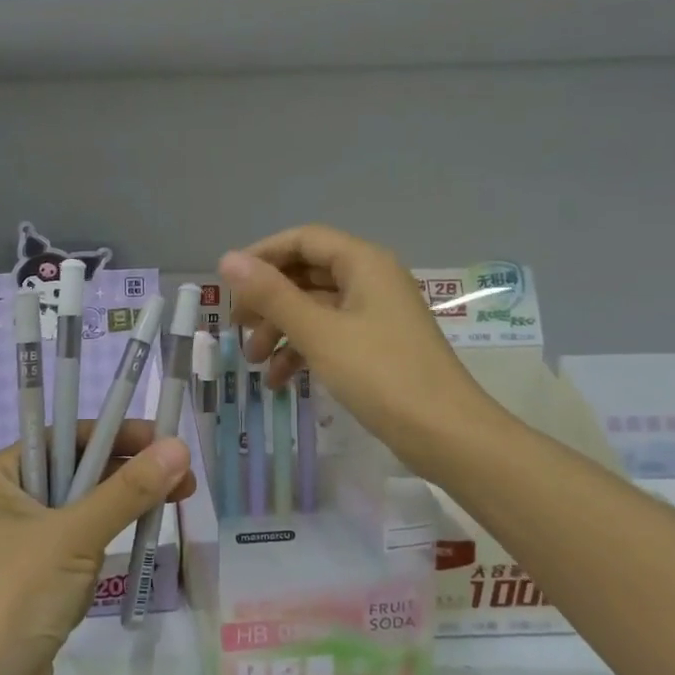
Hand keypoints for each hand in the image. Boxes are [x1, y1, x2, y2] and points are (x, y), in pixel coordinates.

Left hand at [0, 423, 193, 674]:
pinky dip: (99, 552)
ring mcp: (13, 551)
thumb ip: (128, 490)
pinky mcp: (28, 589)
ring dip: (115, 515)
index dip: (113, 434)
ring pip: (77, 516)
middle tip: (182, 480)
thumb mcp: (75, 535)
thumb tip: (178, 447)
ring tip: (165, 513)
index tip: (163, 440)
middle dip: (125, 477)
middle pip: (73, 475)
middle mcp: (0, 508)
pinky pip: (73, 553)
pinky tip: (122, 558)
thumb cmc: (14, 599)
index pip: (61, 438)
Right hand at [221, 225, 496, 480]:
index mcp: (363, 263)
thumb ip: (271, 295)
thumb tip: (227, 259)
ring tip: (253, 361)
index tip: (228, 284)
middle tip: (237, 327)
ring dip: (281, 330)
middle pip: (307, 274)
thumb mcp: (319, 333)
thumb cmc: (381, 375)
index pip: (303, 240)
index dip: (262, 256)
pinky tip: (279, 381)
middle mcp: (371, 279)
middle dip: (268, 300)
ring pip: (315, 308)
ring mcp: (376, 314)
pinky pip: (330, 335)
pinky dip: (303, 351)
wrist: (446, 435)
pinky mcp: (377, 346)